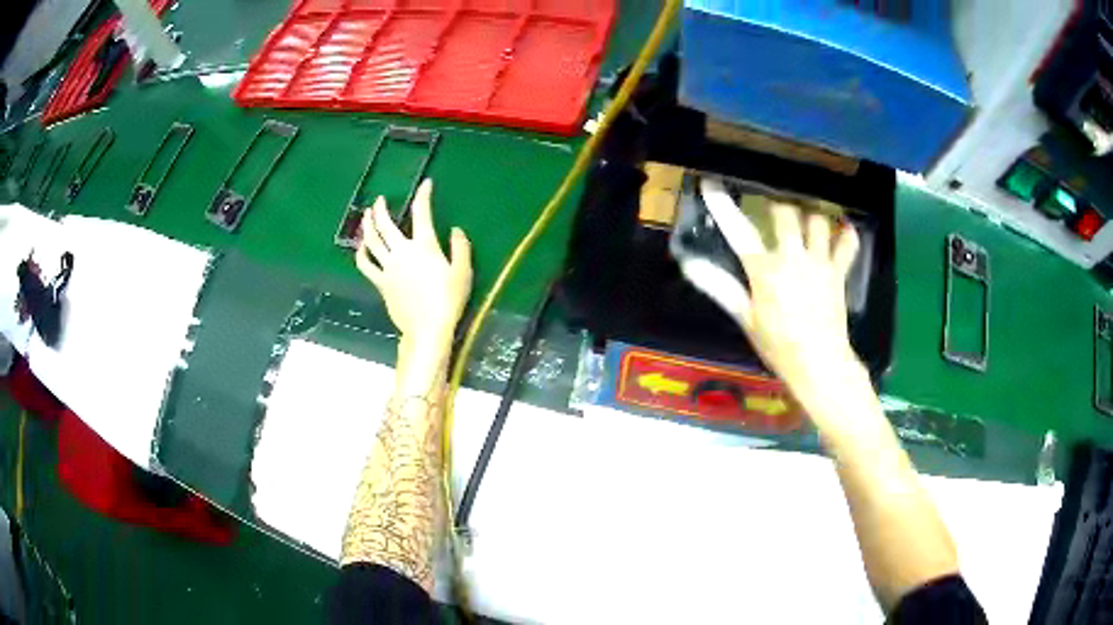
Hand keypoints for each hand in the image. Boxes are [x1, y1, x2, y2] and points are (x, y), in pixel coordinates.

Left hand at [355, 179, 472, 373]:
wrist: (427, 328)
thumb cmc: (448, 300)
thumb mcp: (463, 272)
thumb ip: (460, 248)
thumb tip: (456, 229)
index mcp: (424, 246)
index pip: (421, 213)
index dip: (423, 195)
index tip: (425, 184)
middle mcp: (402, 252)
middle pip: (386, 225)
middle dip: (381, 208)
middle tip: (380, 200)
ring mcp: (388, 268)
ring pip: (372, 241)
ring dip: (367, 225)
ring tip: (366, 216)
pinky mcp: (381, 283)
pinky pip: (366, 265)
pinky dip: (362, 254)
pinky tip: (361, 248)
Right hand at [680, 178, 860, 406]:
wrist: (819, 364)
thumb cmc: (778, 345)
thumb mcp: (745, 318)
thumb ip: (719, 287)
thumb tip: (689, 264)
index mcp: (765, 270)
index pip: (739, 231)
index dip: (723, 205)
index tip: (711, 183)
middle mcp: (794, 257)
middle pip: (786, 213)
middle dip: (777, 207)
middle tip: (773, 211)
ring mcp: (820, 263)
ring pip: (817, 221)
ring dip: (810, 217)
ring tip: (804, 222)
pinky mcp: (839, 272)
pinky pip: (847, 244)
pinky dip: (846, 235)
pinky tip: (842, 230)